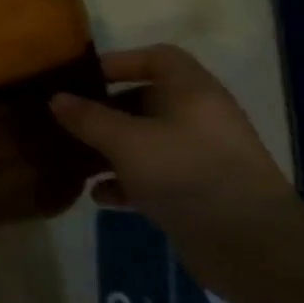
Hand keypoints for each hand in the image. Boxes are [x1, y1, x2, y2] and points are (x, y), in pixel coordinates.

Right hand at [50, 45, 296, 252]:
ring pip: (145, 141)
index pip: (158, 58)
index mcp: (192, 92)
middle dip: (104, 112)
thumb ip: (88, 118)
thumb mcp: (126, 141)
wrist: (248, 243)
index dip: (120, 62)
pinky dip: (125, 182)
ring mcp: (199, 156)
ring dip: (109, 150)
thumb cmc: (185, 172)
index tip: (83, 78)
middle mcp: (199, 118)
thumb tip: (55, 98)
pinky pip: (152, 176)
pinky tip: (100, 196)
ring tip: (75, 162)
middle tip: (67, 123)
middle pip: (146, 101)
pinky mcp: (195, 191)